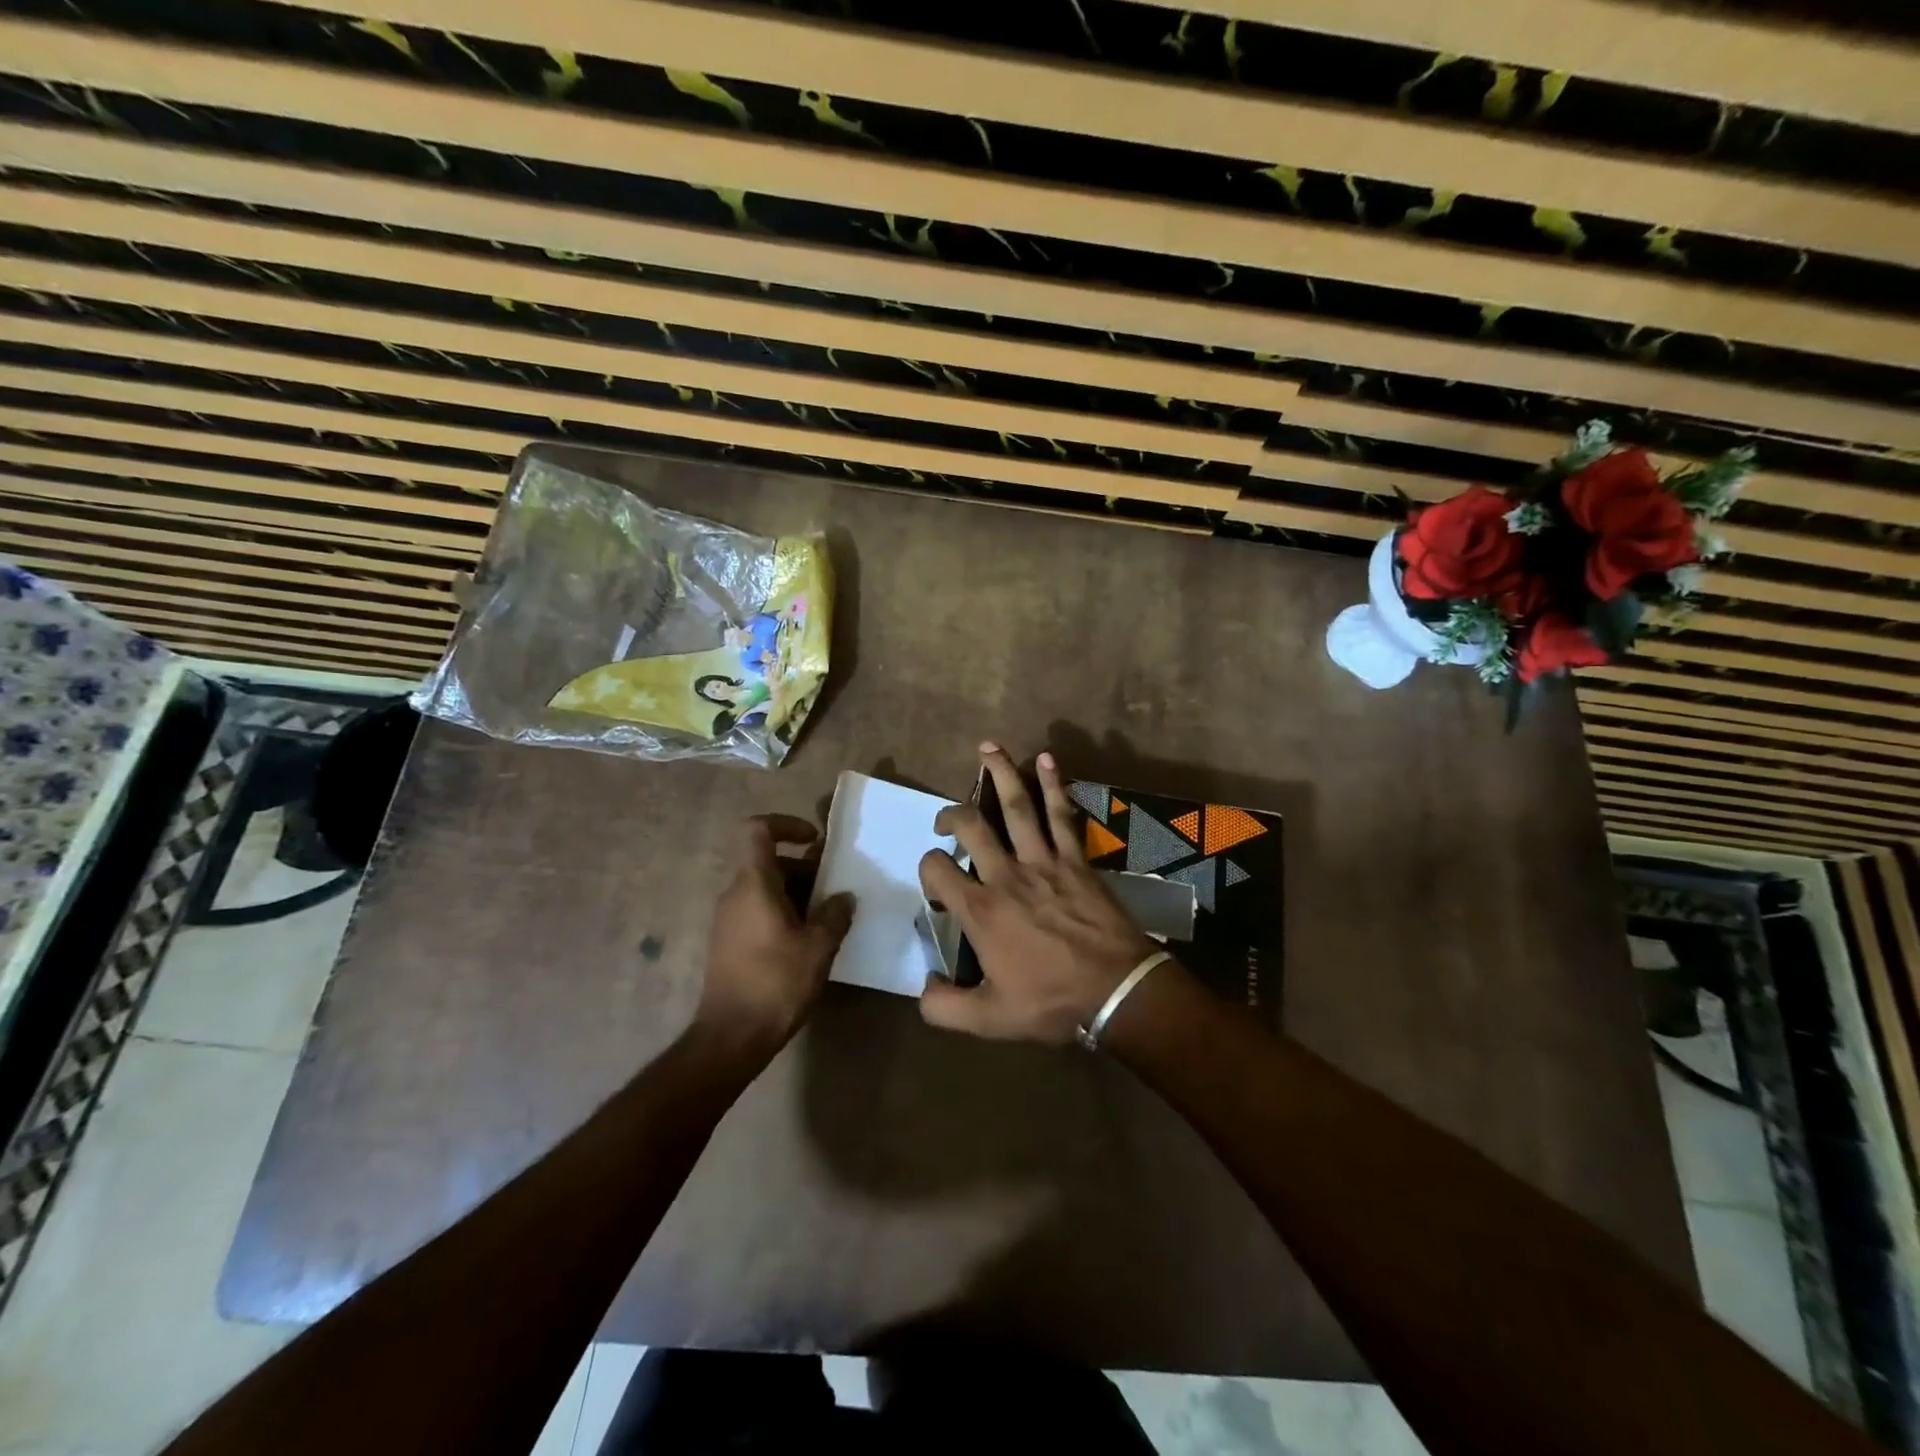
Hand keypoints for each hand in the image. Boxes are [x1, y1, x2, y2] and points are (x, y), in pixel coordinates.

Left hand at [695, 815, 853, 1057]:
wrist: (730, 1038)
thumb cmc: (775, 983)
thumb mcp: (818, 947)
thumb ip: (834, 915)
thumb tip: (842, 898)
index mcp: (753, 884)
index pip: (757, 830)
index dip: (786, 824)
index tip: (815, 841)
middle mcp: (734, 894)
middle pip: (768, 861)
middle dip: (804, 868)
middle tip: (835, 889)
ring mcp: (728, 920)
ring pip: (765, 888)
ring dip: (797, 894)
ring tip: (828, 918)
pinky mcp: (728, 943)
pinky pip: (758, 911)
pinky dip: (784, 913)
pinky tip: (808, 942)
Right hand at [918, 744, 1157, 1044]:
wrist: (1116, 991)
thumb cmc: (1051, 1003)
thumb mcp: (988, 1020)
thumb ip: (944, 1006)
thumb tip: (923, 985)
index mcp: (981, 911)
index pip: (937, 870)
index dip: (928, 869)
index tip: (938, 886)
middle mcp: (1006, 876)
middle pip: (971, 827)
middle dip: (952, 815)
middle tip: (946, 820)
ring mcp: (1043, 862)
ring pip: (1015, 807)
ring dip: (1000, 773)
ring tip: (989, 747)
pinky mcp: (1075, 859)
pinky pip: (1061, 814)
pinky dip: (1054, 785)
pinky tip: (1047, 760)